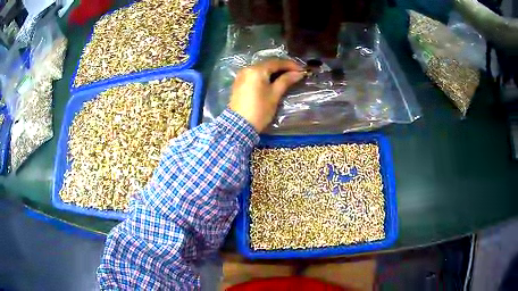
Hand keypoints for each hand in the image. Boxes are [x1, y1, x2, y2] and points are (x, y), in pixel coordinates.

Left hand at [229, 59, 303, 131]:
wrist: (239, 126)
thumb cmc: (260, 110)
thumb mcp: (275, 95)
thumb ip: (286, 81)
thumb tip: (298, 73)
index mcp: (256, 70)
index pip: (276, 62)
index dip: (291, 65)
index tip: (302, 70)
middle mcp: (247, 69)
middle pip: (268, 64)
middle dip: (282, 67)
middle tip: (296, 73)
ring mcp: (241, 75)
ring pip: (261, 69)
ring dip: (274, 71)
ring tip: (286, 76)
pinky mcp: (239, 83)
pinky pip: (254, 75)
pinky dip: (264, 76)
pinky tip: (273, 81)